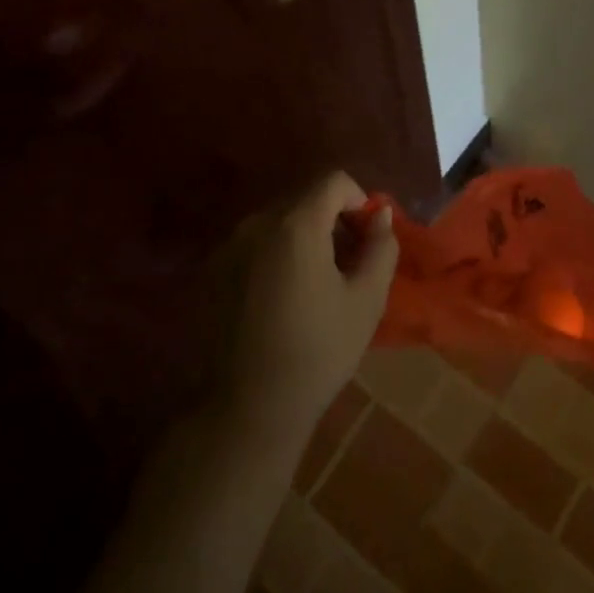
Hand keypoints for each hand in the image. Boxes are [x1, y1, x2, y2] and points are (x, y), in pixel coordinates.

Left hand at [221, 172, 398, 439]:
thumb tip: (381, 215)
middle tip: (349, 263)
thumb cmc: (317, 353)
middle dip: (333, 219)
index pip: (334, 181)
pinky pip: (255, 244)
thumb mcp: (367, 300)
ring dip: (305, 237)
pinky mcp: (212, 272)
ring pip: (279, 221)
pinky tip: (283, 299)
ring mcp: (229, 247)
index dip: (359, 200)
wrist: (246, 411)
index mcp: (296, 225)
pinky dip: (277, 254)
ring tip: (317, 284)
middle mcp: (257, 224)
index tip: (367, 238)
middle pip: (305, 199)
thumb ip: (381, 246)